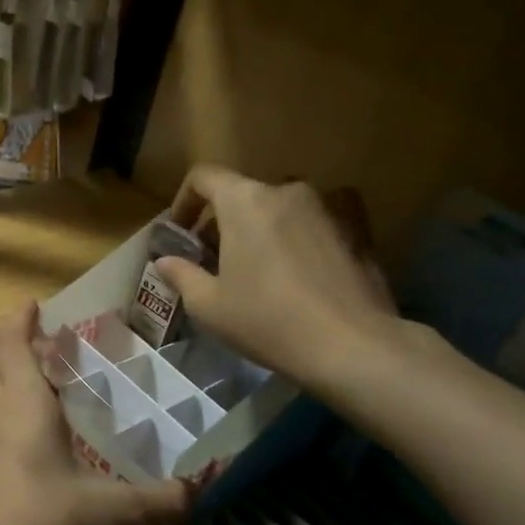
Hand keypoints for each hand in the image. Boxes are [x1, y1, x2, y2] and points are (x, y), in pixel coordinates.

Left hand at [0, 303, 190, 524]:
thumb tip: (203, 489)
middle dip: (2, 333)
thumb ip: (162, 500)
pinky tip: (3, 417)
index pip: (13, 342)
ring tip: (13, 364)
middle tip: (31, 332)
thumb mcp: (116, 515)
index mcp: (24, 403)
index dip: (20, 319)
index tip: (33, 304)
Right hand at [155, 167, 399, 390]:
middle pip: (243, 193)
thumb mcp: (208, 305)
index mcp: (244, 201)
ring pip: (281, 206)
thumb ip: (181, 274)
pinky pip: (320, 219)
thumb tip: (165, 261)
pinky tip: (303, 265)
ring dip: (263, 226)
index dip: (184, 200)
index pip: (204, 177)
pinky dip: (303, 232)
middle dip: (223, 220)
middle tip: (215, 258)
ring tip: (259, 265)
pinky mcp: (359, 229)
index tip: (181, 232)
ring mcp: (327, 207)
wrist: (353, 347)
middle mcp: (286, 191)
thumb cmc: (267, 320)